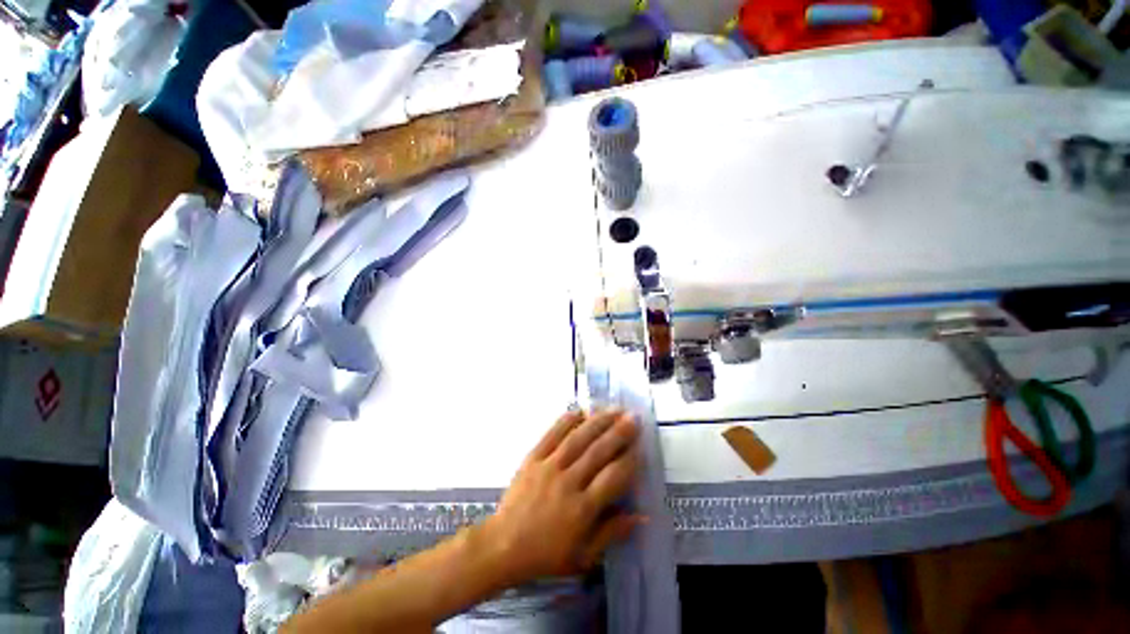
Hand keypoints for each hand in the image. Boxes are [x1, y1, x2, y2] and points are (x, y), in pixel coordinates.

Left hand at [482, 408, 641, 583]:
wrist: (503, 545)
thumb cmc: (546, 554)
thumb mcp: (584, 556)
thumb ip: (613, 533)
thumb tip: (642, 516)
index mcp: (582, 509)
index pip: (612, 478)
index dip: (629, 461)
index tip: (640, 447)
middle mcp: (568, 483)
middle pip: (597, 452)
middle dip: (618, 433)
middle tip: (633, 418)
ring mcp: (549, 467)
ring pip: (578, 439)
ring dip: (598, 422)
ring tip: (614, 409)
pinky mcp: (533, 458)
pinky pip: (551, 435)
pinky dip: (566, 421)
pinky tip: (580, 411)